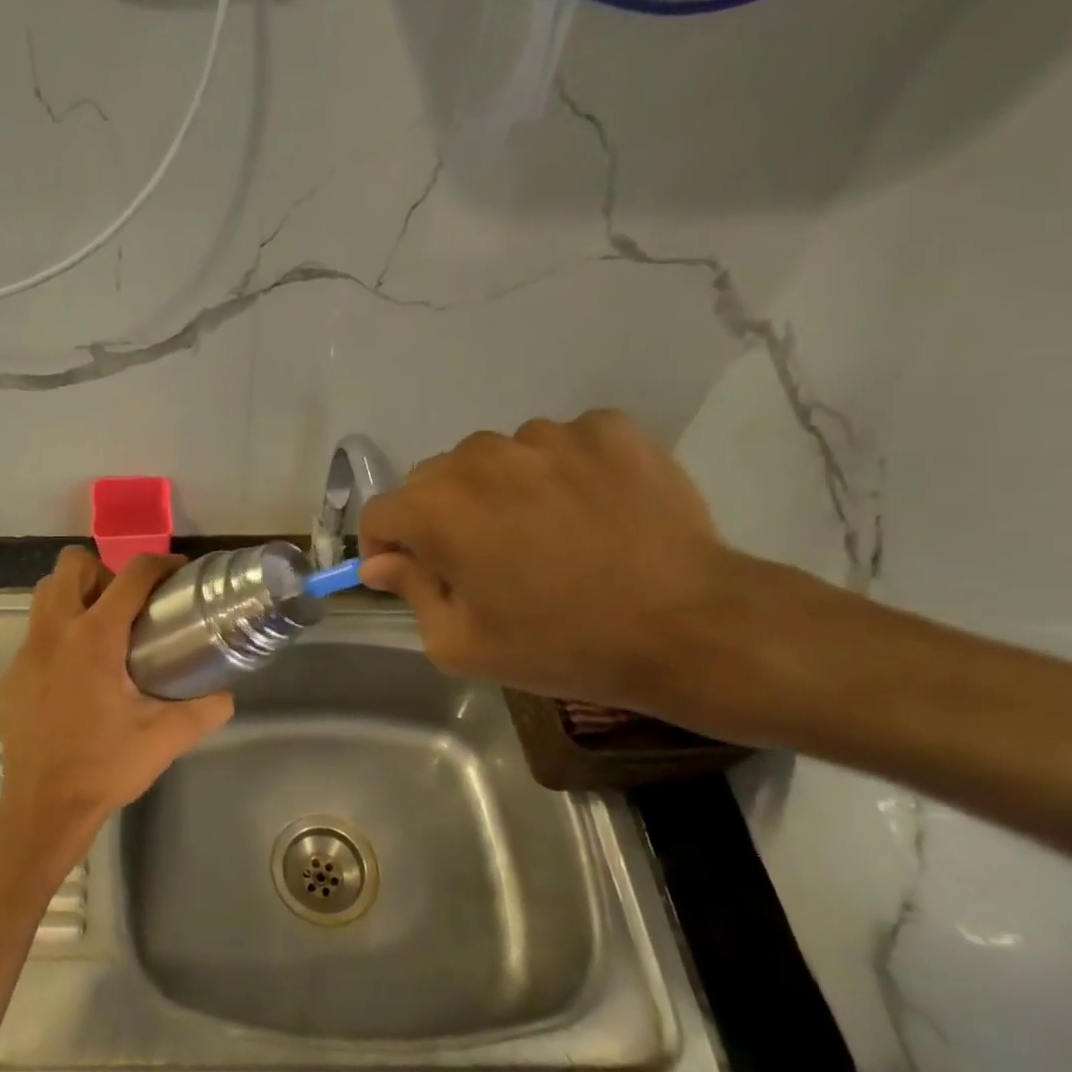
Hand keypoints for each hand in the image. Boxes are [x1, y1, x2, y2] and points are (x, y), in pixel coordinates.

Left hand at [0, 547, 233, 866]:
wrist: (43, 808)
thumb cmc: (105, 767)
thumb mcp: (165, 738)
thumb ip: (204, 710)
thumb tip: (225, 693)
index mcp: (95, 638)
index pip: (131, 575)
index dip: (161, 564)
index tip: (178, 573)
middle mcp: (55, 632)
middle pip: (72, 564)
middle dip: (103, 572)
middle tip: (128, 607)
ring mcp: (27, 652)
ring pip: (47, 593)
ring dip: (76, 596)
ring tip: (102, 630)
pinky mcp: (12, 675)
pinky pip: (36, 632)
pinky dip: (59, 634)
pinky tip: (78, 675)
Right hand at [358, 411, 741, 709]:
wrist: (691, 626)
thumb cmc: (561, 643)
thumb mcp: (462, 643)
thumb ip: (410, 592)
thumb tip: (380, 563)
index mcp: (437, 506)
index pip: (381, 512)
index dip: (386, 546)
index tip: (408, 573)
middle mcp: (480, 455)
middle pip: (434, 480)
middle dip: (441, 517)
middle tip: (483, 560)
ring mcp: (547, 434)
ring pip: (498, 458)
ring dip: (502, 491)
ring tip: (546, 533)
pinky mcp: (606, 428)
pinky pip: (560, 444)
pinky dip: (562, 472)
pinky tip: (591, 510)